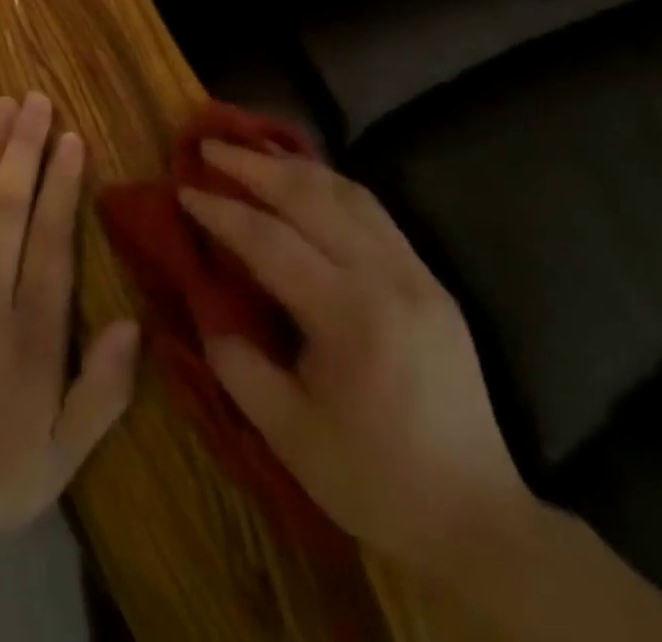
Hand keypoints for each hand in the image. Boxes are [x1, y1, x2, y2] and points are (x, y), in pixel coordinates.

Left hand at [0, 92, 139, 549]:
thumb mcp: (63, 454)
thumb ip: (103, 391)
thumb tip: (134, 324)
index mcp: (30, 333)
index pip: (49, 241)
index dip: (61, 185)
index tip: (71, 138)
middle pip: (6, 207)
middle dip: (22, 148)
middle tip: (34, 99)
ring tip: (1, 108)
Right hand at [179, 142, 532, 577]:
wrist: (477, 518)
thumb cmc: (373, 480)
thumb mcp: (287, 434)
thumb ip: (237, 363)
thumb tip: (207, 306)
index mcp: (349, 318)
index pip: (270, 242)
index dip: (222, 211)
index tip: (184, 188)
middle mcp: (386, 279)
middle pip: (311, 198)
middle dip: (254, 165)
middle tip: (210, 143)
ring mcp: (416, 274)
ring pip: (348, 193)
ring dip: (294, 165)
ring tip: (253, 147)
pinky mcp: (431, 279)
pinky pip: (374, 211)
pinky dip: (331, 184)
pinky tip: (306, 179)